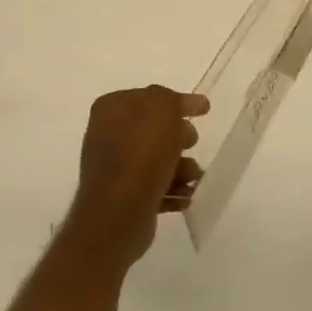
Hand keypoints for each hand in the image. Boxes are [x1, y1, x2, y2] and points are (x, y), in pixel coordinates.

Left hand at [64, 86, 208, 265]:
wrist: (119, 213)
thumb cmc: (142, 154)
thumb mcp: (163, 109)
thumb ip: (171, 99)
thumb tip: (178, 104)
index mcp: (111, 108)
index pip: (150, 97)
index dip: (178, 101)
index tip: (204, 109)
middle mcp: (107, 135)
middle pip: (153, 129)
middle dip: (180, 137)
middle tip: (193, 143)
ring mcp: (113, 167)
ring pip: (156, 159)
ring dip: (181, 167)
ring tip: (193, 178)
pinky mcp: (122, 196)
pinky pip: (152, 186)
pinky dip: (171, 189)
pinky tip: (186, 197)